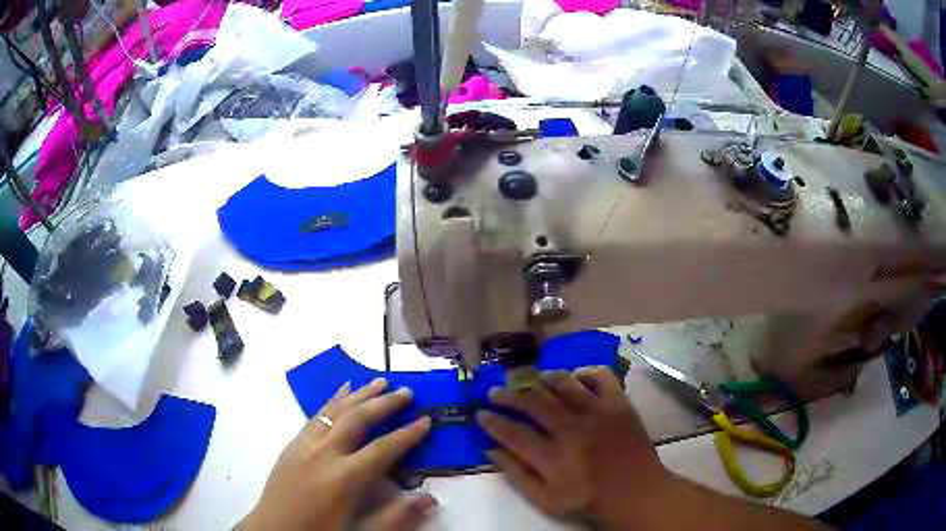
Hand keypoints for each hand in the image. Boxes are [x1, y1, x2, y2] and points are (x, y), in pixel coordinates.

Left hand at [241, 378, 436, 530]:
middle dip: (384, 403)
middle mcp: (324, 453)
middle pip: (358, 419)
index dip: (408, 434)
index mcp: (344, 478)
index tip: (427, 419)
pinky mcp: (291, 444)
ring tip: (379, 381)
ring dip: (359, 394)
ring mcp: (304, 445)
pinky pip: (315, 415)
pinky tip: (340, 392)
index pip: (383, 449)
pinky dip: (332, 401)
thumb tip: (430, 498)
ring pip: (335, 411)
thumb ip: (395, 517)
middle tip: (407, 391)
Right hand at [476, 367, 674, 526]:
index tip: (480, 414)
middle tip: (496, 391)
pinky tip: (574, 381)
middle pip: (533, 401)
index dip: (492, 421)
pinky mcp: (619, 403)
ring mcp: (598, 412)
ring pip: (563, 383)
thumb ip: (517, 475)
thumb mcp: (546, 500)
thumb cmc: (589, 500)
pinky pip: (600, 376)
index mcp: (553, 456)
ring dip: (541, 380)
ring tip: (531, 382)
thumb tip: (492, 450)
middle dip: (508, 394)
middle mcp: (572, 428)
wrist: (636, 492)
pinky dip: (584, 374)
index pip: (513, 432)